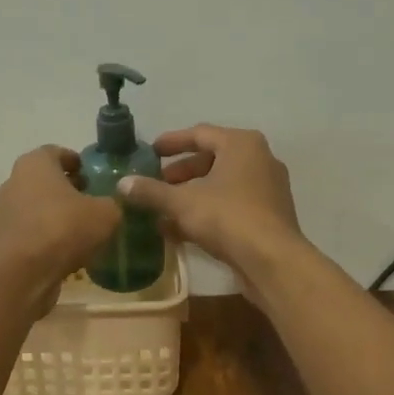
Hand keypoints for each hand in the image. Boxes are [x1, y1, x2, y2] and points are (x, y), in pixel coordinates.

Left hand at [0, 146, 120, 303]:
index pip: (56, 152)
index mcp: (35, 163)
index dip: (77, 163)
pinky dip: (47, 237)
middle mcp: (14, 182)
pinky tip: (68, 251)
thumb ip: (113, 203)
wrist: (24, 273)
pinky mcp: (4, 241)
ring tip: (83, 229)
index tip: (93, 176)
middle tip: (92, 201)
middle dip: (67, 189)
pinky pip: (32, 232)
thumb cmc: (64, 228)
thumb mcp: (106, 213)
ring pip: (37, 207)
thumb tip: (112, 205)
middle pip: (45, 180)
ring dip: (57, 215)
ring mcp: (5, 212)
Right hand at [117, 125, 305, 289]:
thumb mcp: (182, 203)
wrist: (272, 260)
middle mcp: (259, 159)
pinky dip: (207, 212)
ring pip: (221, 185)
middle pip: (212, 160)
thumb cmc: (228, 218)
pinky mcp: (268, 215)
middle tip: (155, 185)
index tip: (149, 152)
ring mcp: (267, 188)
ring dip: (191, 196)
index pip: (200, 134)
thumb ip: (151, 192)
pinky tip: (181, 231)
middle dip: (180, 174)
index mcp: (241, 144)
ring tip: (163, 210)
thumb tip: (121, 183)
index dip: (171, 143)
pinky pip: (231, 205)